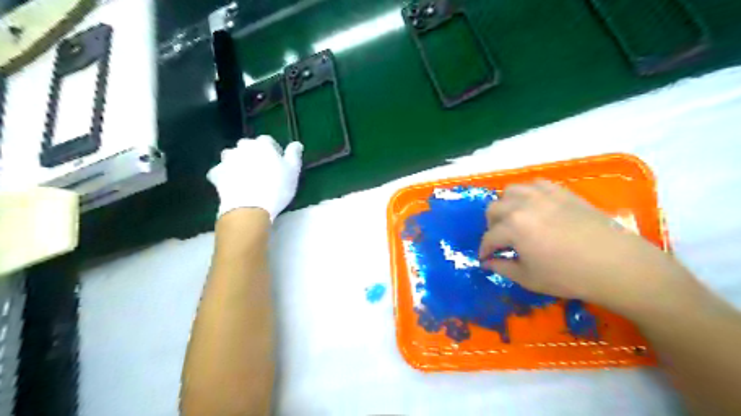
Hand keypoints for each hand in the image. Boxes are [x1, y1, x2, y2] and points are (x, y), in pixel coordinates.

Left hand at [207, 136, 302, 220]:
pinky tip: (230, 183)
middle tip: (262, 170)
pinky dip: (224, 174)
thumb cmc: (277, 187)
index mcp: (262, 144)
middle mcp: (243, 147)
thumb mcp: (293, 171)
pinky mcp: (217, 173)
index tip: (278, 163)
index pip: (267, 140)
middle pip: (248, 146)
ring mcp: (227, 160)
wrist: (249, 208)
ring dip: (237, 161)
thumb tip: (296, 144)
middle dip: (254, 154)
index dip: (273, 150)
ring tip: (245, 176)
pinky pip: (220, 170)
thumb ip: (294, 155)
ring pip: (232, 156)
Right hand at [477, 178, 697, 314]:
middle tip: (500, 240)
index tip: (485, 259)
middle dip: (492, 226)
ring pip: (511, 191)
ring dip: (506, 205)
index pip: (489, 237)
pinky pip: (535, 184)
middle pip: (494, 208)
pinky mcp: (562, 191)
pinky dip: (528, 194)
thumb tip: (487, 263)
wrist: (617, 265)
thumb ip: (502, 268)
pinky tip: (534, 207)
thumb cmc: (569, 276)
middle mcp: (523, 204)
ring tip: (514, 219)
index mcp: (513, 226)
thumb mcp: (529, 278)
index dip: (485, 250)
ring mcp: (543, 194)